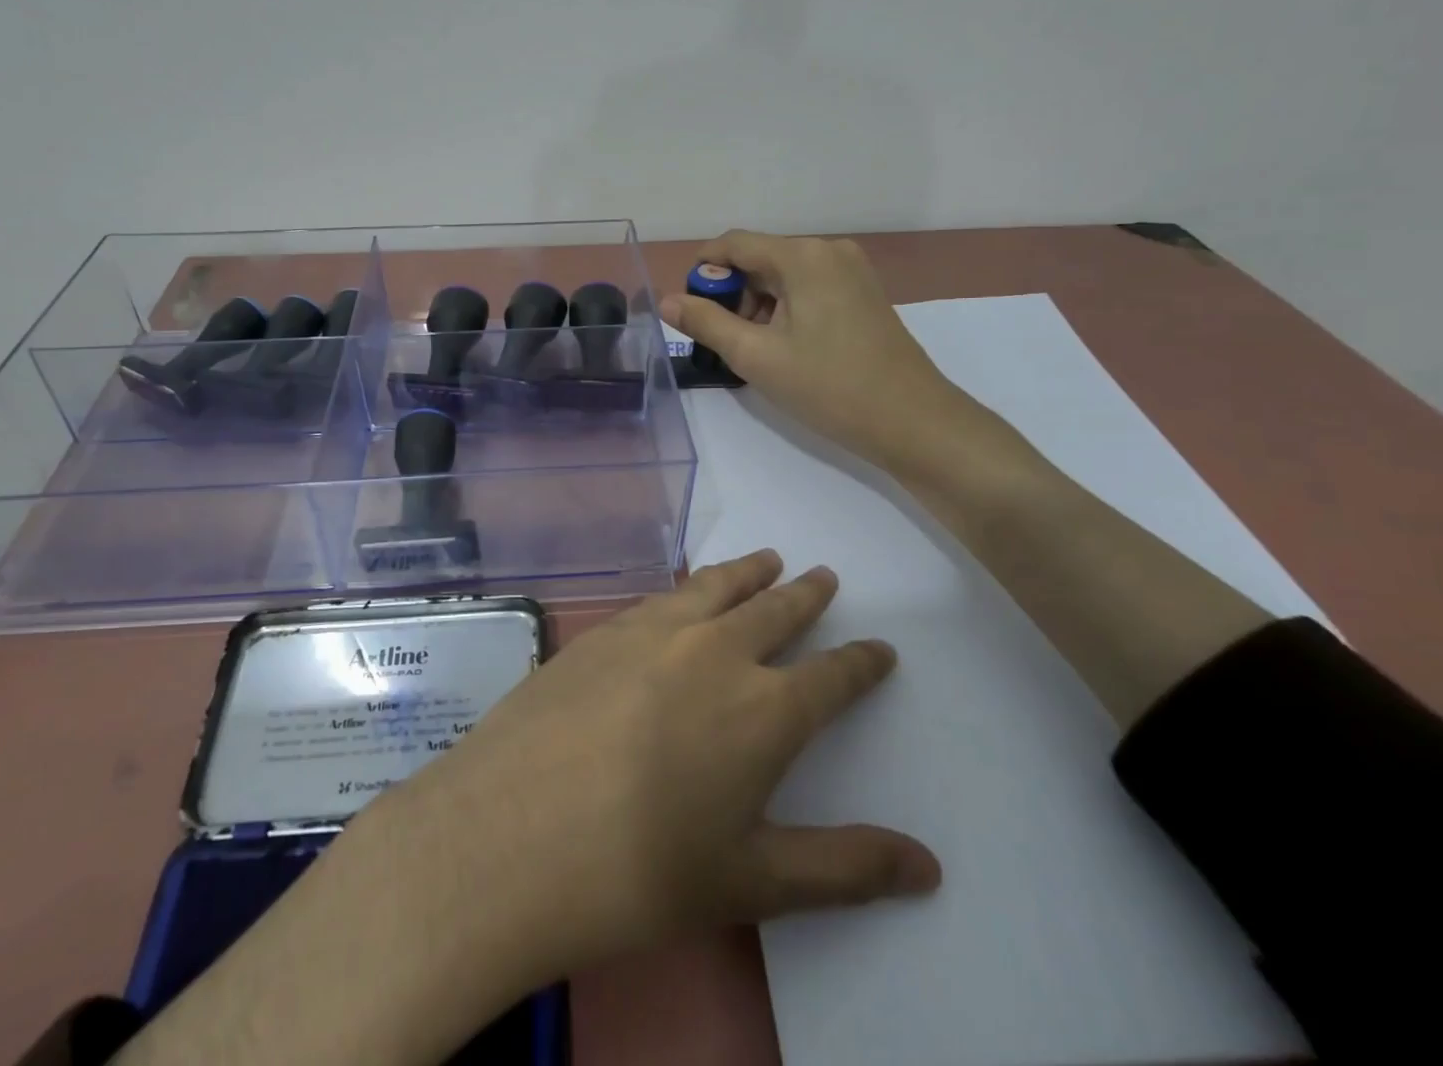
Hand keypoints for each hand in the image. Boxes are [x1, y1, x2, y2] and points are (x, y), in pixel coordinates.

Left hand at [347, 551, 939, 991]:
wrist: (512, 833)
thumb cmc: (641, 872)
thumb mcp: (752, 882)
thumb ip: (845, 869)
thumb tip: (930, 868)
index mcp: (763, 710)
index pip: (832, 676)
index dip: (861, 662)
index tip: (880, 647)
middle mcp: (714, 652)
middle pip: (774, 610)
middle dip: (805, 594)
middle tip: (823, 575)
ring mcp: (652, 631)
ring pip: (716, 587)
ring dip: (748, 572)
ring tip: (767, 559)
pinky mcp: (602, 630)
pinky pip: (662, 596)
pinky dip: (689, 586)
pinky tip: (685, 593)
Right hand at [661, 230, 981, 473]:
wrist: (913, 421)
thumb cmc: (829, 387)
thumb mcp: (756, 356)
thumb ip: (706, 322)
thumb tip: (666, 301)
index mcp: (803, 256)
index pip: (733, 244)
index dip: (702, 271)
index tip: (689, 311)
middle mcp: (828, 251)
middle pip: (759, 259)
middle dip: (732, 295)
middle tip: (726, 343)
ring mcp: (851, 271)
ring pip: (782, 276)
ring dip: (758, 306)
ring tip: (757, 353)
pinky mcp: (862, 293)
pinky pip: (807, 289)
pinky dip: (785, 311)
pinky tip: (786, 349)